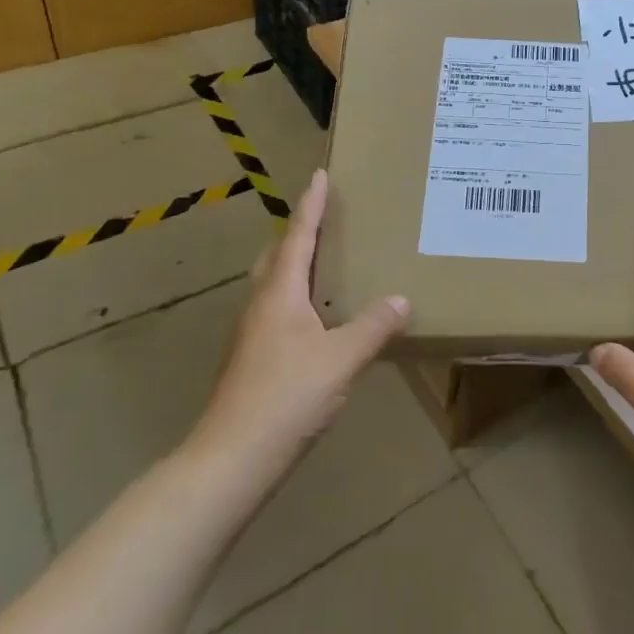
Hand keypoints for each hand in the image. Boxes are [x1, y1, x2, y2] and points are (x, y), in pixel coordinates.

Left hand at [191, 169, 408, 469]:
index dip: (311, 205)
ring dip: (297, 264)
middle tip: (325, 217)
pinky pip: (279, 310)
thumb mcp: (341, 359)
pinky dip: (299, 297)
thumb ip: (373, 326)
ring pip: (275, 284)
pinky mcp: (254, 360)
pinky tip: (319, 317)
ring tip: (327, 261)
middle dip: (300, 231)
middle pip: (279, 255)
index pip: (299, 235)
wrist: (232, 459)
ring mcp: (253, 334)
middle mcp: (262, 304)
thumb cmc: (286, 396)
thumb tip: (401, 299)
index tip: (319, 174)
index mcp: (281, 292)